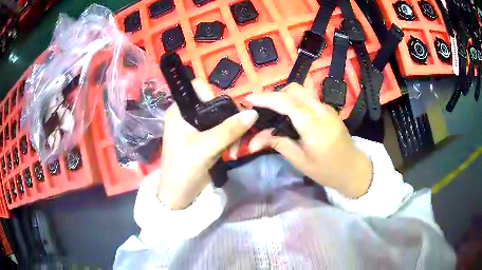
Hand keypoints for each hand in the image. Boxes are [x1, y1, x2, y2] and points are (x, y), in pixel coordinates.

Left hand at [158, 79, 257, 209]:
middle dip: (229, 120)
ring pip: (221, 118)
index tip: (225, 113)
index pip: (199, 89)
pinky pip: (222, 131)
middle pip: (214, 104)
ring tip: (234, 150)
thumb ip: (230, 129)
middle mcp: (187, 115)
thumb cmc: (184, 168)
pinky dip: (230, 140)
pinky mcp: (204, 139)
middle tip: (238, 135)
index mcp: (179, 111)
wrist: (178, 195)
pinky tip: (232, 152)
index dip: (213, 95)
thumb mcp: (206, 147)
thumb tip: (253, 112)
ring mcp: (196, 127)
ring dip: (232, 132)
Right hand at [246, 83, 371, 197]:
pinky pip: (307, 98)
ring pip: (302, 91)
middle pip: (294, 89)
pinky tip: (289, 115)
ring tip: (273, 111)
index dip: (266, 98)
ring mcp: (326, 108)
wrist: (354, 169)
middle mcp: (321, 110)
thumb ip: (279, 144)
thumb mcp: (301, 161)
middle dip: (275, 95)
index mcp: (314, 125)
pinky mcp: (328, 109)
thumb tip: (254, 140)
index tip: (249, 99)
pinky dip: (294, 100)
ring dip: (284, 96)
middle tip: (262, 109)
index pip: (287, 103)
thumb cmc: (327, 170)